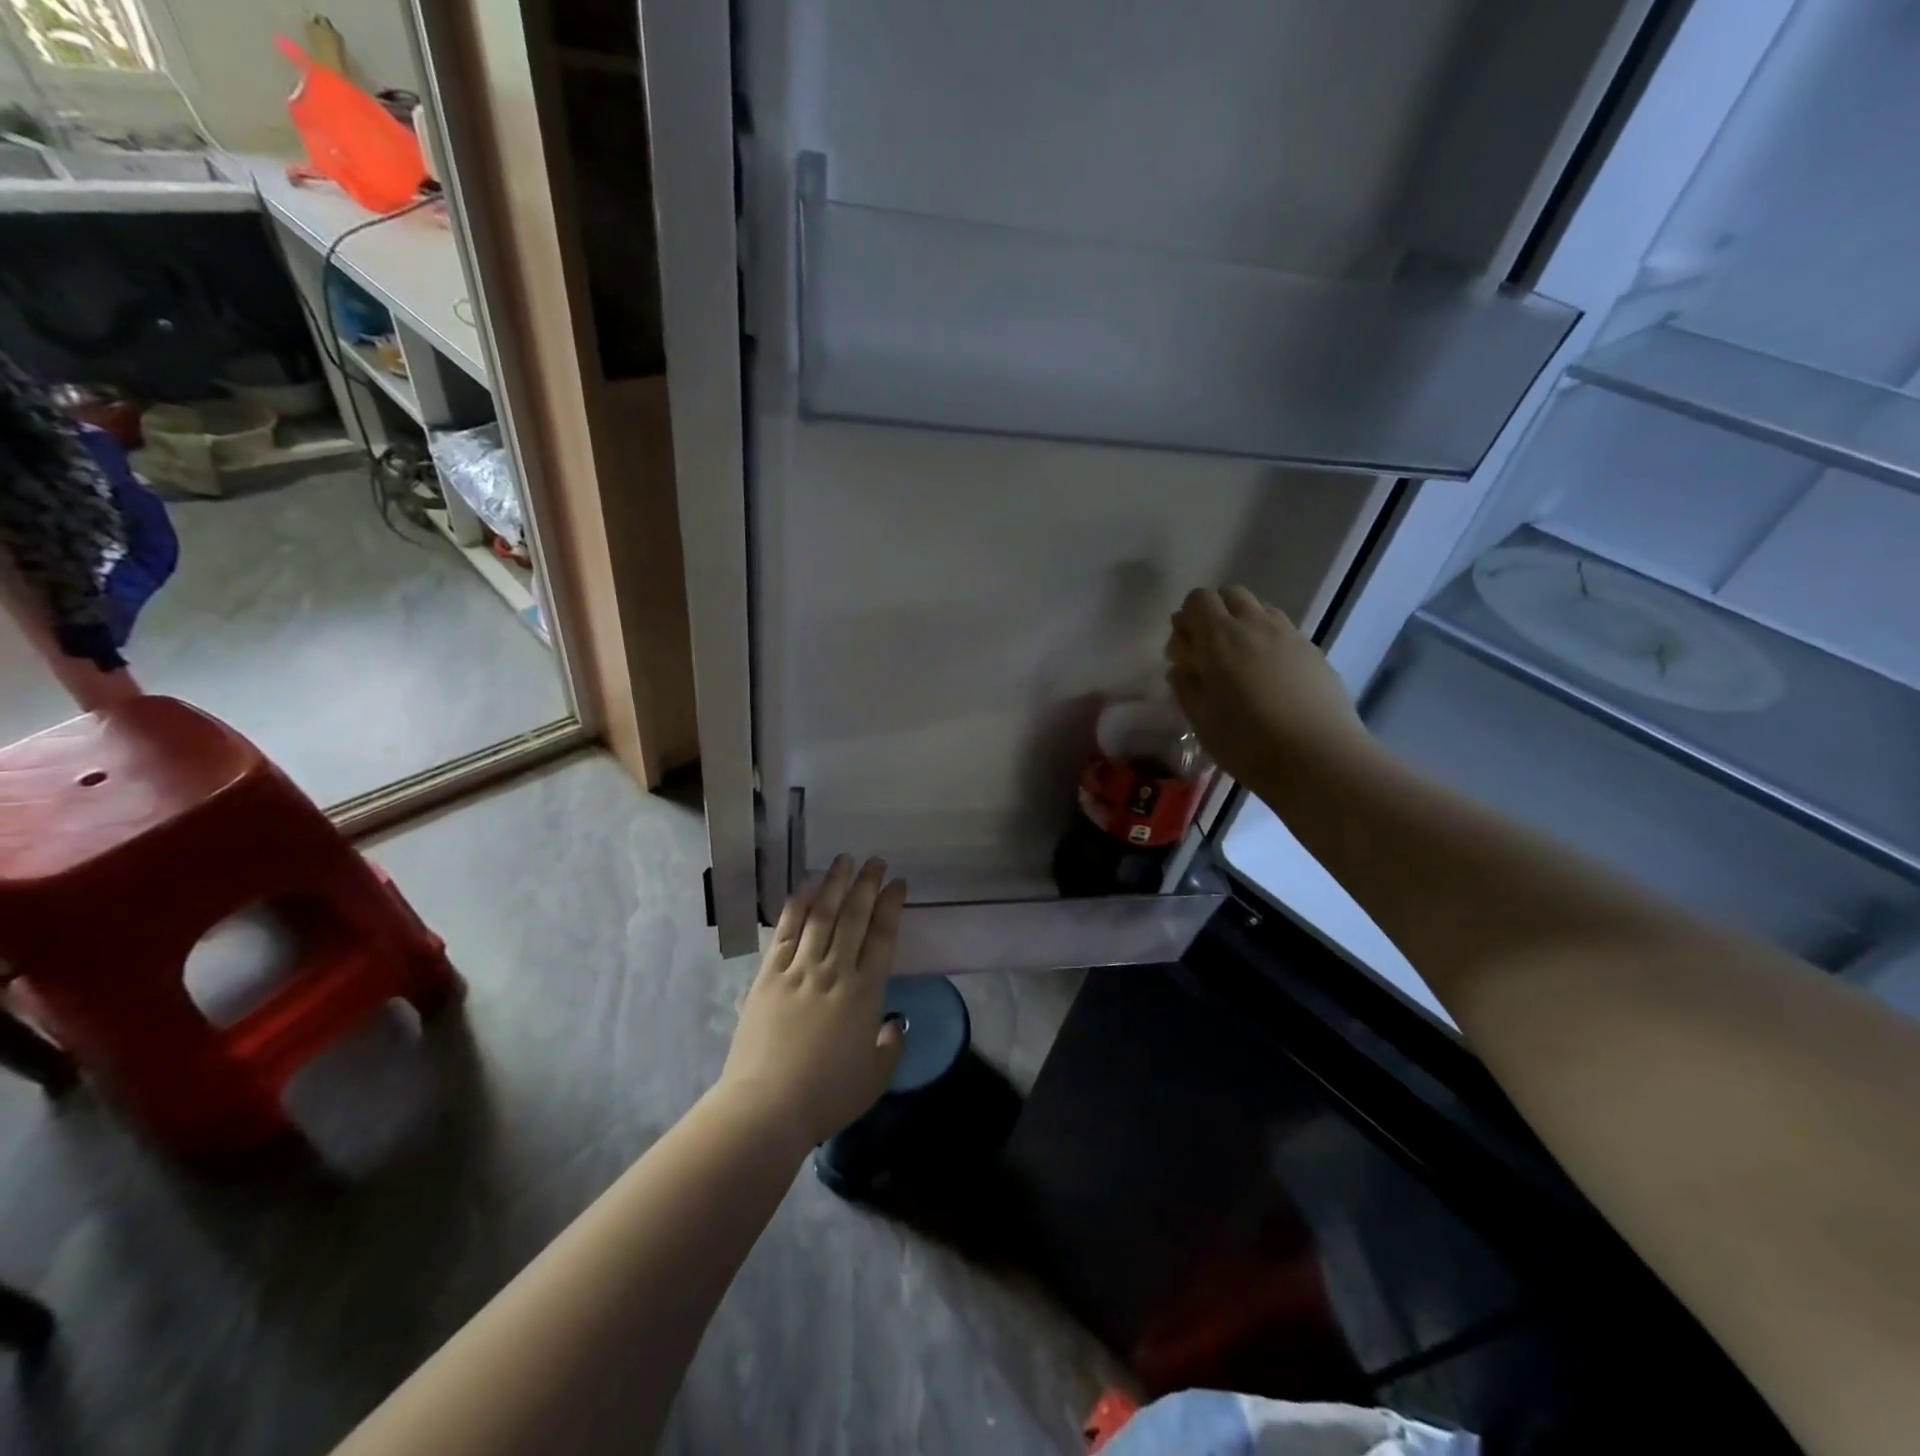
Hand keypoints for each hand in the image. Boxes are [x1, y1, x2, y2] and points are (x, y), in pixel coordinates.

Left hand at [718, 855, 907, 1148]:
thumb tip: (892, 1023)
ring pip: (820, 916)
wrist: (767, 1107)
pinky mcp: (768, 977)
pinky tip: (802, 889)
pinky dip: (795, 909)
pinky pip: (785, 934)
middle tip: (875, 860)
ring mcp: (799, 970)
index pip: (883, 936)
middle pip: (854, 917)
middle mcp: (835, 971)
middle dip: (866, 884)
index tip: (898, 884)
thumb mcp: (875, 1078)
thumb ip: (889, 1046)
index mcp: (866, 992)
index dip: (892, 906)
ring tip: (843, 861)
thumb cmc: (827, 1096)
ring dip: (833, 885)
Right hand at [1165, 586, 1370, 789]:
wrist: (1318, 758)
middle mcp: (1255, 625)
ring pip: (1262, 609)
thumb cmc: (1246, 741)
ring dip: (1246, 623)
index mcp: (1220, 637)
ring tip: (1243, 662)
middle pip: (1232, 594)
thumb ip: (1186, 686)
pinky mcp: (1314, 652)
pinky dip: (1271, 642)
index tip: (1185, 646)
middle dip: (1217, 612)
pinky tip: (1272, 679)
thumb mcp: (1200, 719)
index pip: (1199, 599)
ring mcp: (1290, 635)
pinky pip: (1285, 632)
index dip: (1188, 616)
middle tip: (1211, 650)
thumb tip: (1182, 668)